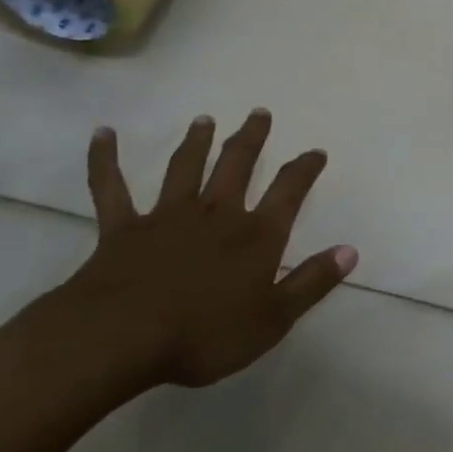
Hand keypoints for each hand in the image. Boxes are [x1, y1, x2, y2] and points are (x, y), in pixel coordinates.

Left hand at [54, 109, 356, 391]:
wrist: (123, 338)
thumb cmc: (205, 335)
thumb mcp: (273, 319)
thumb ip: (312, 282)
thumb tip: (350, 251)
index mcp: (254, 235)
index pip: (288, 191)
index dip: (305, 169)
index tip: (316, 152)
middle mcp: (216, 213)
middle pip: (237, 164)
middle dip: (251, 138)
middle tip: (259, 113)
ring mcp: (167, 216)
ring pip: (185, 168)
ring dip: (196, 141)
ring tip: (204, 120)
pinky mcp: (123, 228)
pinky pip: (111, 187)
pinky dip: (105, 159)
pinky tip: (103, 134)